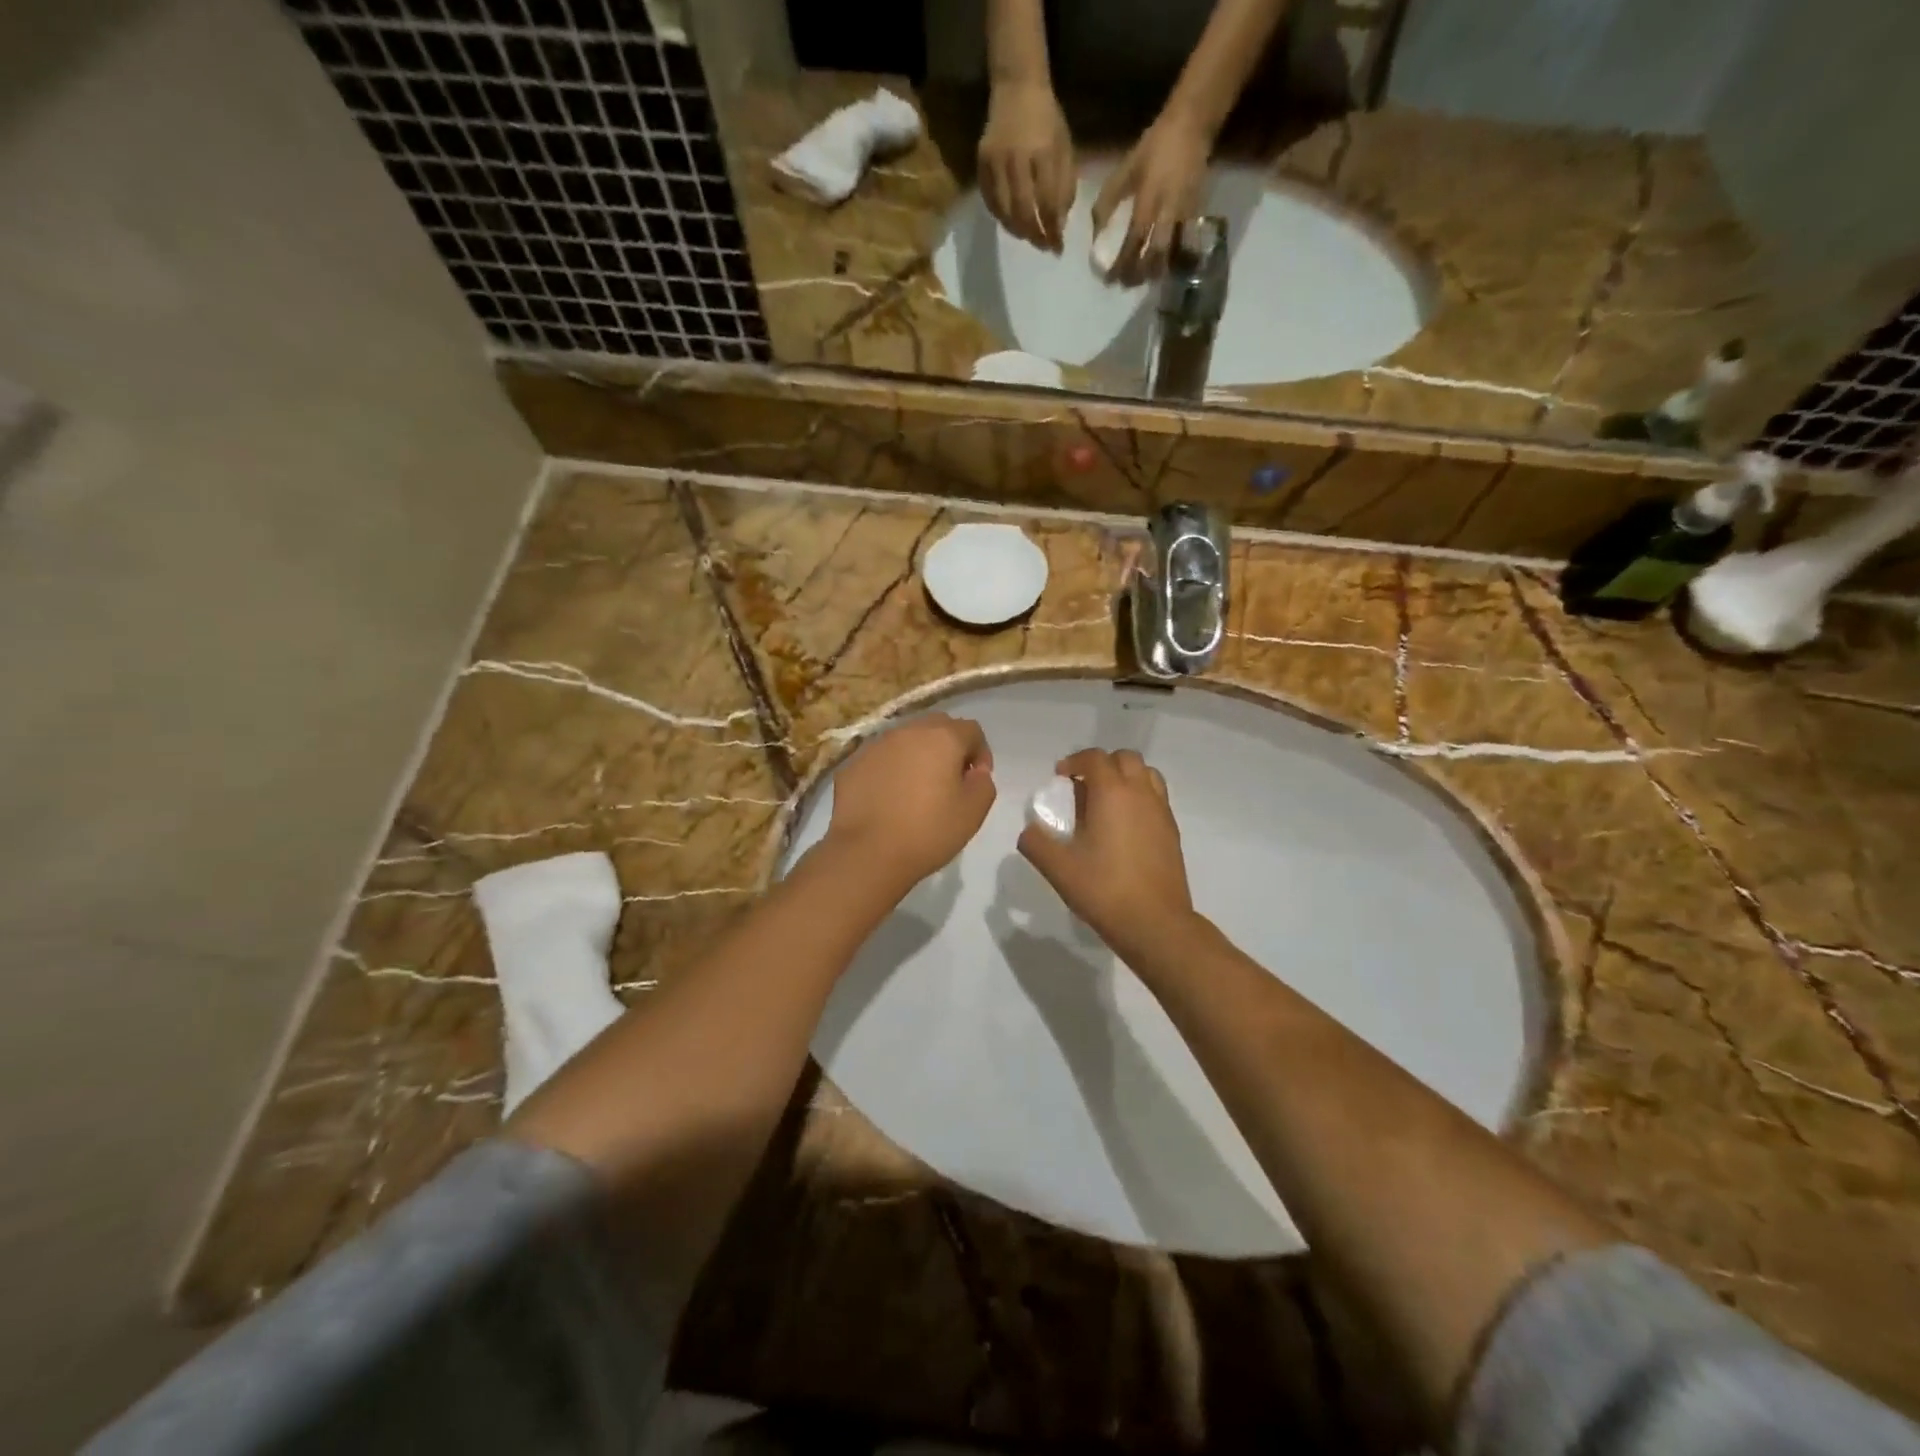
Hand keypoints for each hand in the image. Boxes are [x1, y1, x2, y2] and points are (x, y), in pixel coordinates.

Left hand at [824, 713, 996, 894]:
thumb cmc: (928, 831)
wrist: (867, 853)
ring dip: (918, 756)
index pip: (971, 730)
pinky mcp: (853, 763)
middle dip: (949, 747)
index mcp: (942, 738)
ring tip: (918, 789)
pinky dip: (891, 769)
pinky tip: (889, 798)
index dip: (981, 753)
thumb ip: (984, 784)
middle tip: (950, 780)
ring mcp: (876, 745)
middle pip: (937, 727)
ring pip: (906, 740)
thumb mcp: (973, 812)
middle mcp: (908, 731)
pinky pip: (882, 758)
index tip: (976, 780)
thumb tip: (975, 772)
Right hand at [979, 82, 1075, 251]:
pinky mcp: (981, 163)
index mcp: (1043, 152)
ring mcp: (996, 161)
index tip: (1058, 248)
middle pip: (1023, 212)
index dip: (1053, 230)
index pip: (1048, 203)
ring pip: (1004, 211)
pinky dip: (1001, 217)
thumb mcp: (1065, 147)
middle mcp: (1017, 158)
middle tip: (1043, 246)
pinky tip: (1011, 221)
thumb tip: (1059, 225)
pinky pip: (990, 201)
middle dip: (1035, 235)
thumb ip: (1065, 186)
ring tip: (1028, 236)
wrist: (1017, 86)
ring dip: (1018, 231)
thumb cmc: (1047, 119)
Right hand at [1017, 748, 1194, 962]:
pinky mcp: (1173, 831)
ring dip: (1125, 777)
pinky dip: (1139, 798)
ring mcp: (1162, 811)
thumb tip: (1029, 831)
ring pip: (1147, 774)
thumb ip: (1035, 842)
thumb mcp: (1057, 867)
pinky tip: (1124, 827)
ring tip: (1106, 803)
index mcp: (1112, 792)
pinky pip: (1156, 798)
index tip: (1059, 777)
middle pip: (1125, 758)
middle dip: (1102, 764)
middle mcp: (1141, 793)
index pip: (1095, 758)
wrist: (1155, 923)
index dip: (1074, 761)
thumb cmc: (1103, 889)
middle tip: (1082, 787)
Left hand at [1091, 111, 1211, 283]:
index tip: (1109, 280)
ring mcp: (1185, 213)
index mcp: (1149, 198)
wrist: (1192, 125)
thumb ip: (1108, 200)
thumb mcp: (1126, 168)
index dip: (1121, 264)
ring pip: (1171, 253)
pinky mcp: (1196, 213)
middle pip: (1155, 254)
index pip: (1133, 240)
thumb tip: (1095, 233)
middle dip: (1139, 274)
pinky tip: (1159, 266)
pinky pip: (1183, 245)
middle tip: (1125, 284)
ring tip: (1141, 280)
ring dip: (1154, 271)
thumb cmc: (1155, 146)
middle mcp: (1168, 210)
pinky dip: (1169, 260)